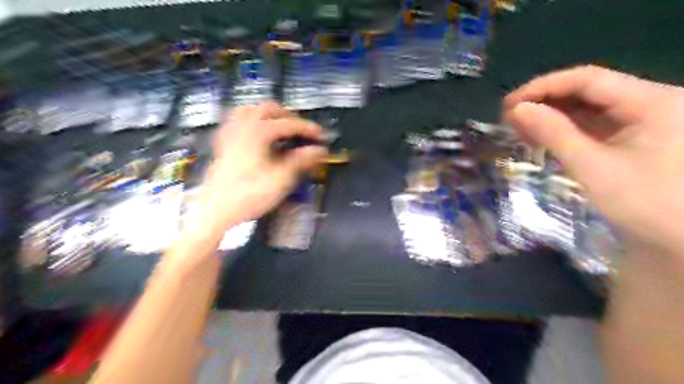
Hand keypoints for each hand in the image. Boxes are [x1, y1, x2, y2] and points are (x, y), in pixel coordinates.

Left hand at [187, 102, 326, 233]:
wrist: (216, 210)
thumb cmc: (249, 194)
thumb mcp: (282, 178)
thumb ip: (302, 160)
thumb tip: (319, 151)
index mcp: (258, 131)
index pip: (289, 124)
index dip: (308, 128)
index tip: (321, 135)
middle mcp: (242, 126)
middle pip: (269, 108)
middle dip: (289, 116)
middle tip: (301, 131)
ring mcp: (230, 133)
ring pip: (250, 110)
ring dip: (268, 115)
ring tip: (280, 128)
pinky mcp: (223, 143)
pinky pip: (236, 121)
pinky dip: (250, 122)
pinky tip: (255, 134)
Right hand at [501, 65, 683, 253]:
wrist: (682, 240)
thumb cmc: (645, 205)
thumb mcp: (593, 168)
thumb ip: (554, 134)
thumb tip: (518, 110)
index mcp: (653, 102)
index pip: (588, 79)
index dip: (544, 87)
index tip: (510, 104)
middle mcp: (652, 102)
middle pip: (589, 90)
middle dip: (546, 101)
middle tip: (509, 118)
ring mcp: (645, 119)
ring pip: (590, 107)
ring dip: (553, 115)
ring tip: (520, 127)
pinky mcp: (636, 136)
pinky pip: (595, 124)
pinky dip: (566, 129)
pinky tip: (542, 136)